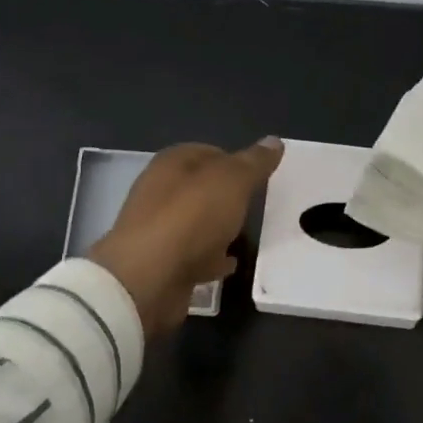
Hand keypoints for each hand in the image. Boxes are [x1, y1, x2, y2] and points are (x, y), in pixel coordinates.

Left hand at [90, 139, 282, 336]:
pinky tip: (230, 264)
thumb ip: (253, 163)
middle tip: (257, 205)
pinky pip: (194, 256)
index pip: (207, 151)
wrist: (148, 280)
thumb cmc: (190, 218)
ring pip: (197, 223)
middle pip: (201, 188)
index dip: (234, 160)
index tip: (259, 176)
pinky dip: (211, 258)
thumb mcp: (232, 181)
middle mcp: (160, 192)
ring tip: (248, 235)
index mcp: (172, 164)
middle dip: (228, 196)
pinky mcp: (162, 264)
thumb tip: (274, 141)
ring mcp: (159, 230)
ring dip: (219, 228)